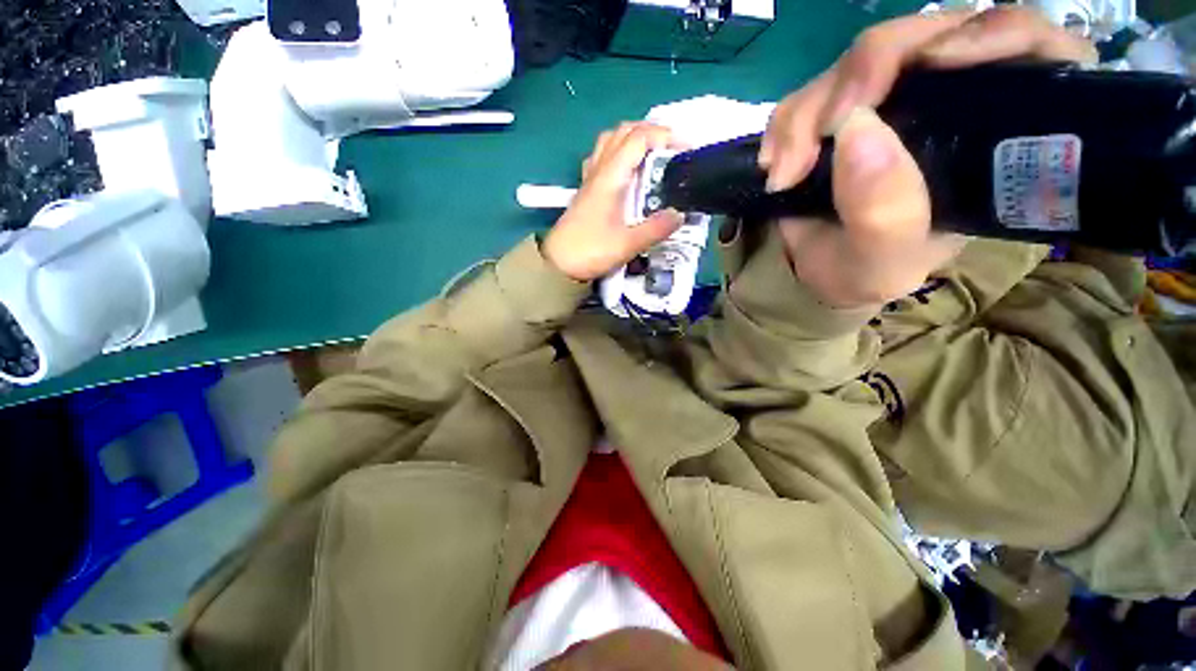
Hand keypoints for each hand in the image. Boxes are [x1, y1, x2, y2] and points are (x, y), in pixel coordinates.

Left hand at [543, 122, 683, 281]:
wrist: (558, 264)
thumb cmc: (591, 251)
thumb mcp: (628, 244)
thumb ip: (656, 229)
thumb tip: (680, 214)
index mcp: (610, 177)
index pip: (638, 138)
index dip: (665, 135)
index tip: (686, 148)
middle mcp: (599, 170)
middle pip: (623, 132)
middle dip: (652, 132)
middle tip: (672, 149)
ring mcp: (590, 179)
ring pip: (610, 141)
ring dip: (634, 139)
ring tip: (653, 156)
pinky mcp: (586, 190)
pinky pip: (602, 158)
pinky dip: (619, 154)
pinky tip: (627, 172)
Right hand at [758, 7, 1096, 308]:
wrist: (824, 273)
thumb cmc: (870, 271)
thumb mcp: (886, 261)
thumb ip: (884, 213)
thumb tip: (855, 129)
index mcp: (996, 138)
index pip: (1030, 51)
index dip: (992, 34)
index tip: (935, 63)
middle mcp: (951, 101)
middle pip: (926, 37)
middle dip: (863, 77)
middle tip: (816, 139)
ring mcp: (893, 98)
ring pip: (857, 61)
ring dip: (807, 112)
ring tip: (783, 173)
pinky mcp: (844, 107)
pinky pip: (811, 88)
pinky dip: (785, 121)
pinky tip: (774, 162)